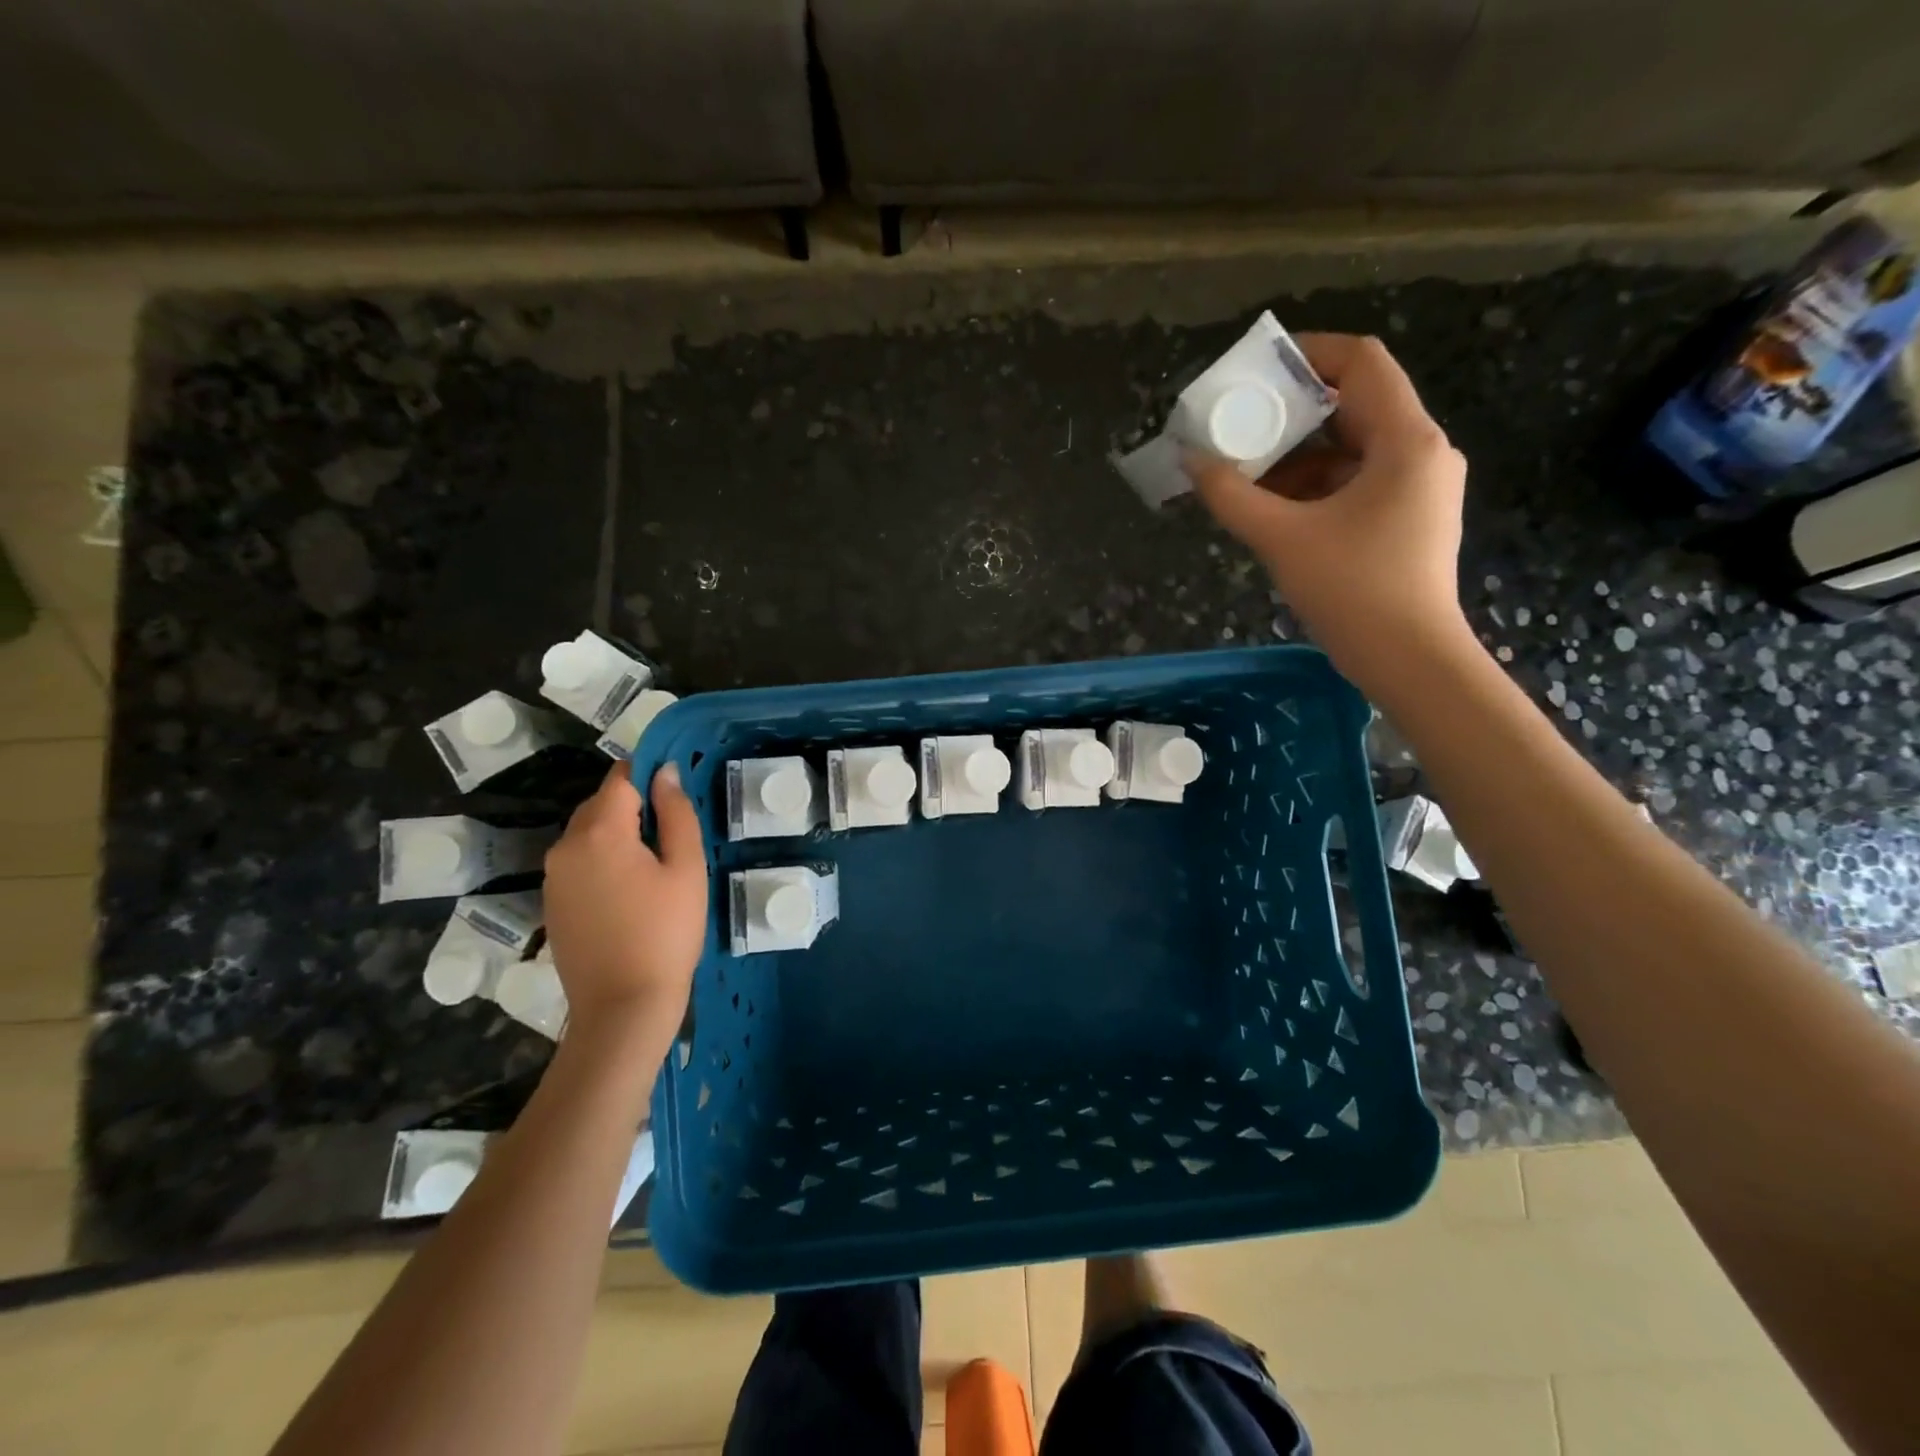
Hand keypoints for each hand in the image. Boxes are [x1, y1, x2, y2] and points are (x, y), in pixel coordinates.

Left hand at [542, 762, 707, 1025]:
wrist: (623, 1007)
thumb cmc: (666, 932)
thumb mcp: (686, 868)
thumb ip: (677, 813)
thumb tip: (667, 772)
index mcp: (600, 832)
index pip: (621, 778)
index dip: (650, 774)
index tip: (678, 791)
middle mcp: (565, 846)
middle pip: (601, 804)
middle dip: (635, 807)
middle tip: (674, 835)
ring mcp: (553, 877)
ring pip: (588, 834)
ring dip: (619, 835)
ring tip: (655, 866)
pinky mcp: (552, 903)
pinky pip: (579, 863)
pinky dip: (603, 861)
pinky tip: (630, 892)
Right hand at [1184, 334, 1473, 696]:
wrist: (1409, 660)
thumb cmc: (1352, 590)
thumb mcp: (1282, 538)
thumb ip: (1232, 496)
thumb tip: (1190, 460)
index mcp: (1406, 440)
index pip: (1362, 363)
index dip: (1309, 354)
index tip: (1257, 370)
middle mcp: (1421, 452)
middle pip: (1355, 406)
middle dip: (1292, 414)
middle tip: (1239, 425)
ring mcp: (1418, 488)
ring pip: (1352, 450)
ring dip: (1298, 456)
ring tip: (1245, 474)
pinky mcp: (1407, 519)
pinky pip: (1357, 483)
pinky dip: (1315, 487)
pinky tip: (1274, 509)